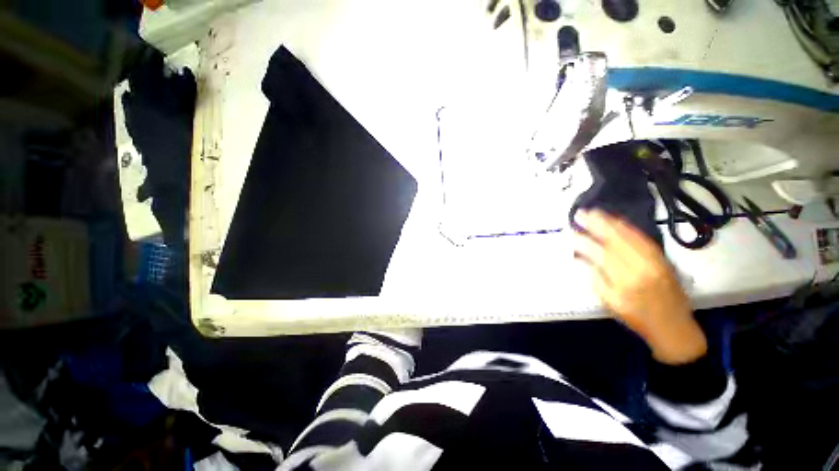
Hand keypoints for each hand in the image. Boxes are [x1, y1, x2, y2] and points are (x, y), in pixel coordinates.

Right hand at [574, 210, 706, 364]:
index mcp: (625, 281)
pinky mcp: (663, 258)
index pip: (601, 254)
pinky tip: (618, 221)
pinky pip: (643, 238)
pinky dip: (628, 227)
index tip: (571, 233)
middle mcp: (642, 267)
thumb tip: (578, 259)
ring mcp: (655, 260)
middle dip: (597, 225)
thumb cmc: (636, 317)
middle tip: (581, 213)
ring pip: (631, 236)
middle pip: (617, 240)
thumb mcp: (610, 303)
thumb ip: (593, 279)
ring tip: (595, 212)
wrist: (674, 327)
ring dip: (611, 222)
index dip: (584, 242)